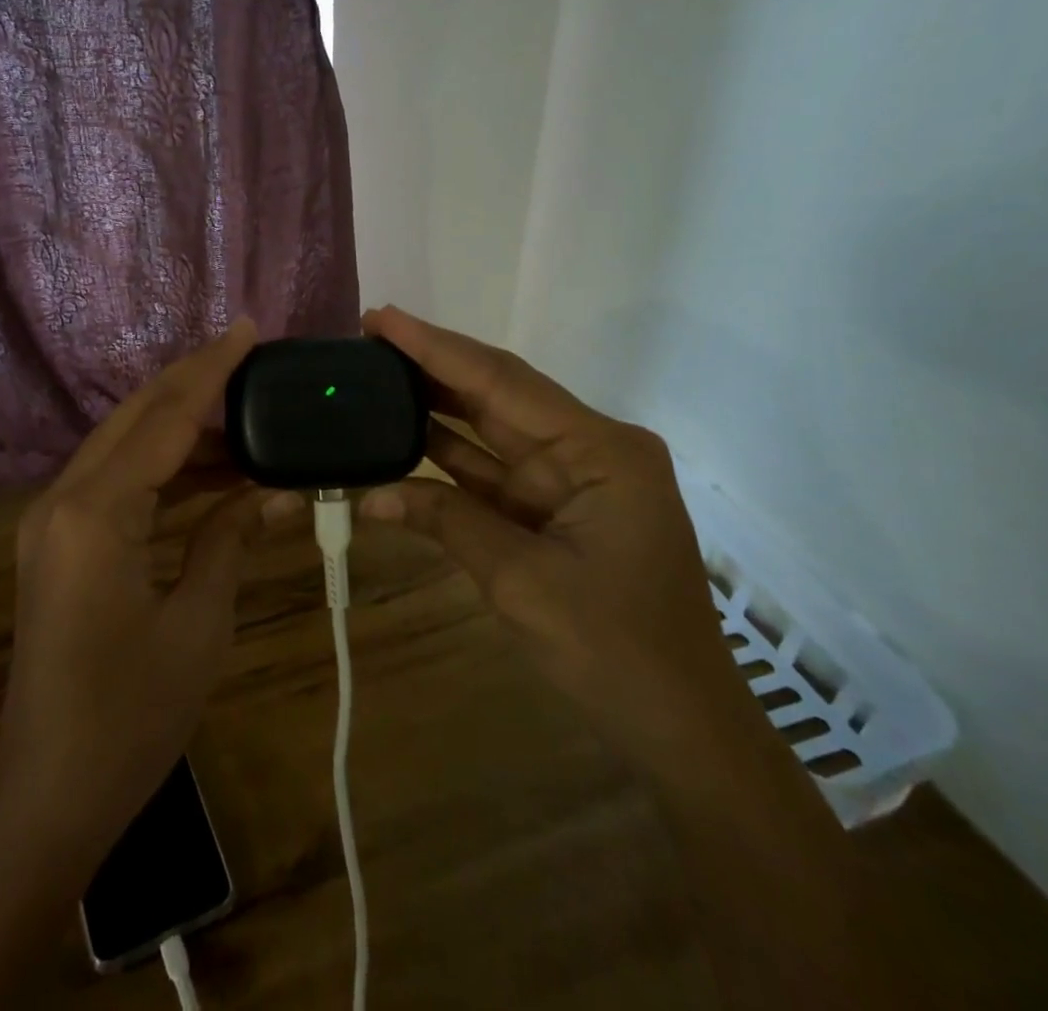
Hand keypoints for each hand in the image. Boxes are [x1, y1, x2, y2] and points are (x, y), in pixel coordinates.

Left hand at [0, 317, 294, 865]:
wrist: (48, 797)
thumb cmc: (130, 715)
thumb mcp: (198, 623)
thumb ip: (231, 539)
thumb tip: (278, 492)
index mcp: (95, 510)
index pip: (165, 418)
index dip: (211, 369)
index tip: (248, 329)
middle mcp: (63, 499)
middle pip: (137, 418)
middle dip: (193, 382)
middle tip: (250, 359)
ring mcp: (53, 521)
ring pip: (126, 447)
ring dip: (183, 431)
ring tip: (247, 418)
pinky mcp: (58, 544)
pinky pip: (117, 484)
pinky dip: (163, 471)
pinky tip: (211, 474)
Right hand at [359, 306, 749, 766]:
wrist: (680, 730)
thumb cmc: (614, 651)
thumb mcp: (521, 581)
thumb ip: (447, 521)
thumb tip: (373, 495)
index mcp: (601, 450)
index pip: (502, 382)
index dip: (436, 348)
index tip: (382, 317)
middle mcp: (589, 450)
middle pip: (498, 395)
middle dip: (432, 367)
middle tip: (367, 340)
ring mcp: (571, 481)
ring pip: (490, 430)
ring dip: (435, 408)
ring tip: (374, 377)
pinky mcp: (554, 510)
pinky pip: (492, 472)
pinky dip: (448, 461)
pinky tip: (401, 438)